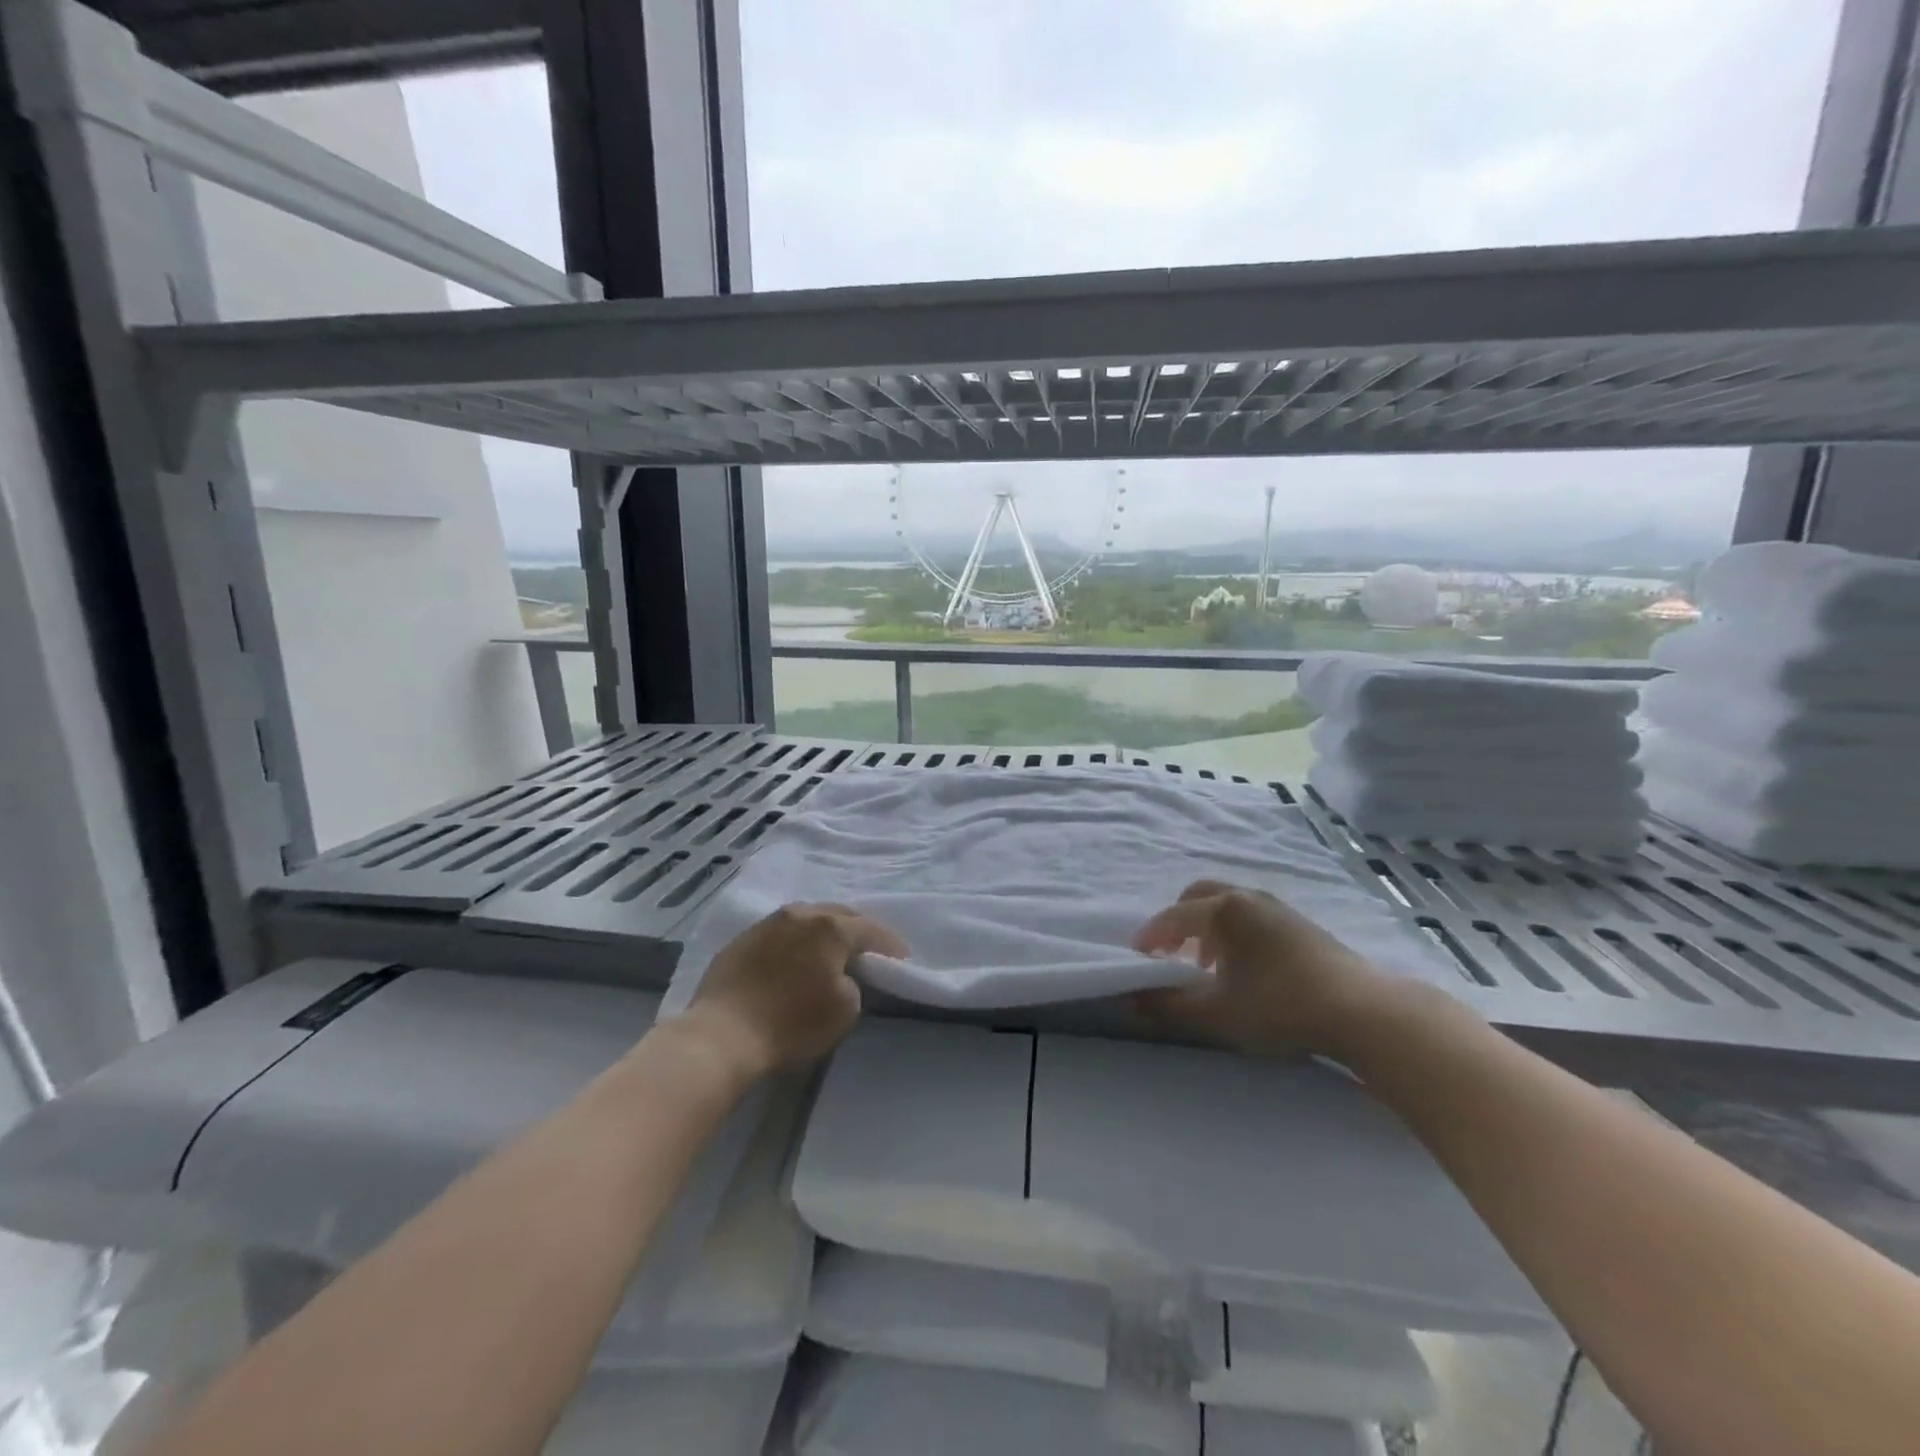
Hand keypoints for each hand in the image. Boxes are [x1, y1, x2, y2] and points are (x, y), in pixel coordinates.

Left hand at [679, 903, 908, 1080]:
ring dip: (824, 930)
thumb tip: (842, 974)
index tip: (903, 957)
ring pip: (806, 918)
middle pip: (837, 914)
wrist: (722, 1034)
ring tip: (832, 948)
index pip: (870, 930)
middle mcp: (800, 914)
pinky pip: (780, 932)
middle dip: (858, 929)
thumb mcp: (844, 1010)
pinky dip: (796, 941)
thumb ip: (854, 983)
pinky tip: (796, 957)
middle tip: (870, 947)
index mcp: (830, 927)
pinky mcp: (741, 940)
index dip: (890, 944)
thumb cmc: (792, 1023)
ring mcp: (767, 924)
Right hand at [1132, 879, 1404, 1058]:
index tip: (1137, 958)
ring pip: (1228, 904)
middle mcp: (1247, 898)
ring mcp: (1278, 908)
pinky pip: (1252, 915)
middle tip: (1171, 953)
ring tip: (1207, 964)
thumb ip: (1169, 1006)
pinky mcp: (1301, 924)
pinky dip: (1235, 931)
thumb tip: (1133, 1000)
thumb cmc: (1279, 1006)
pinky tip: (1246, 966)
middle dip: (1179, 921)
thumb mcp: (1216, 1013)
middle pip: (1199, 896)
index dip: (1151, 937)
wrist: (1361, 1010)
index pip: (1173, 917)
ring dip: (1208, 926)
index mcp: (1222, 911)